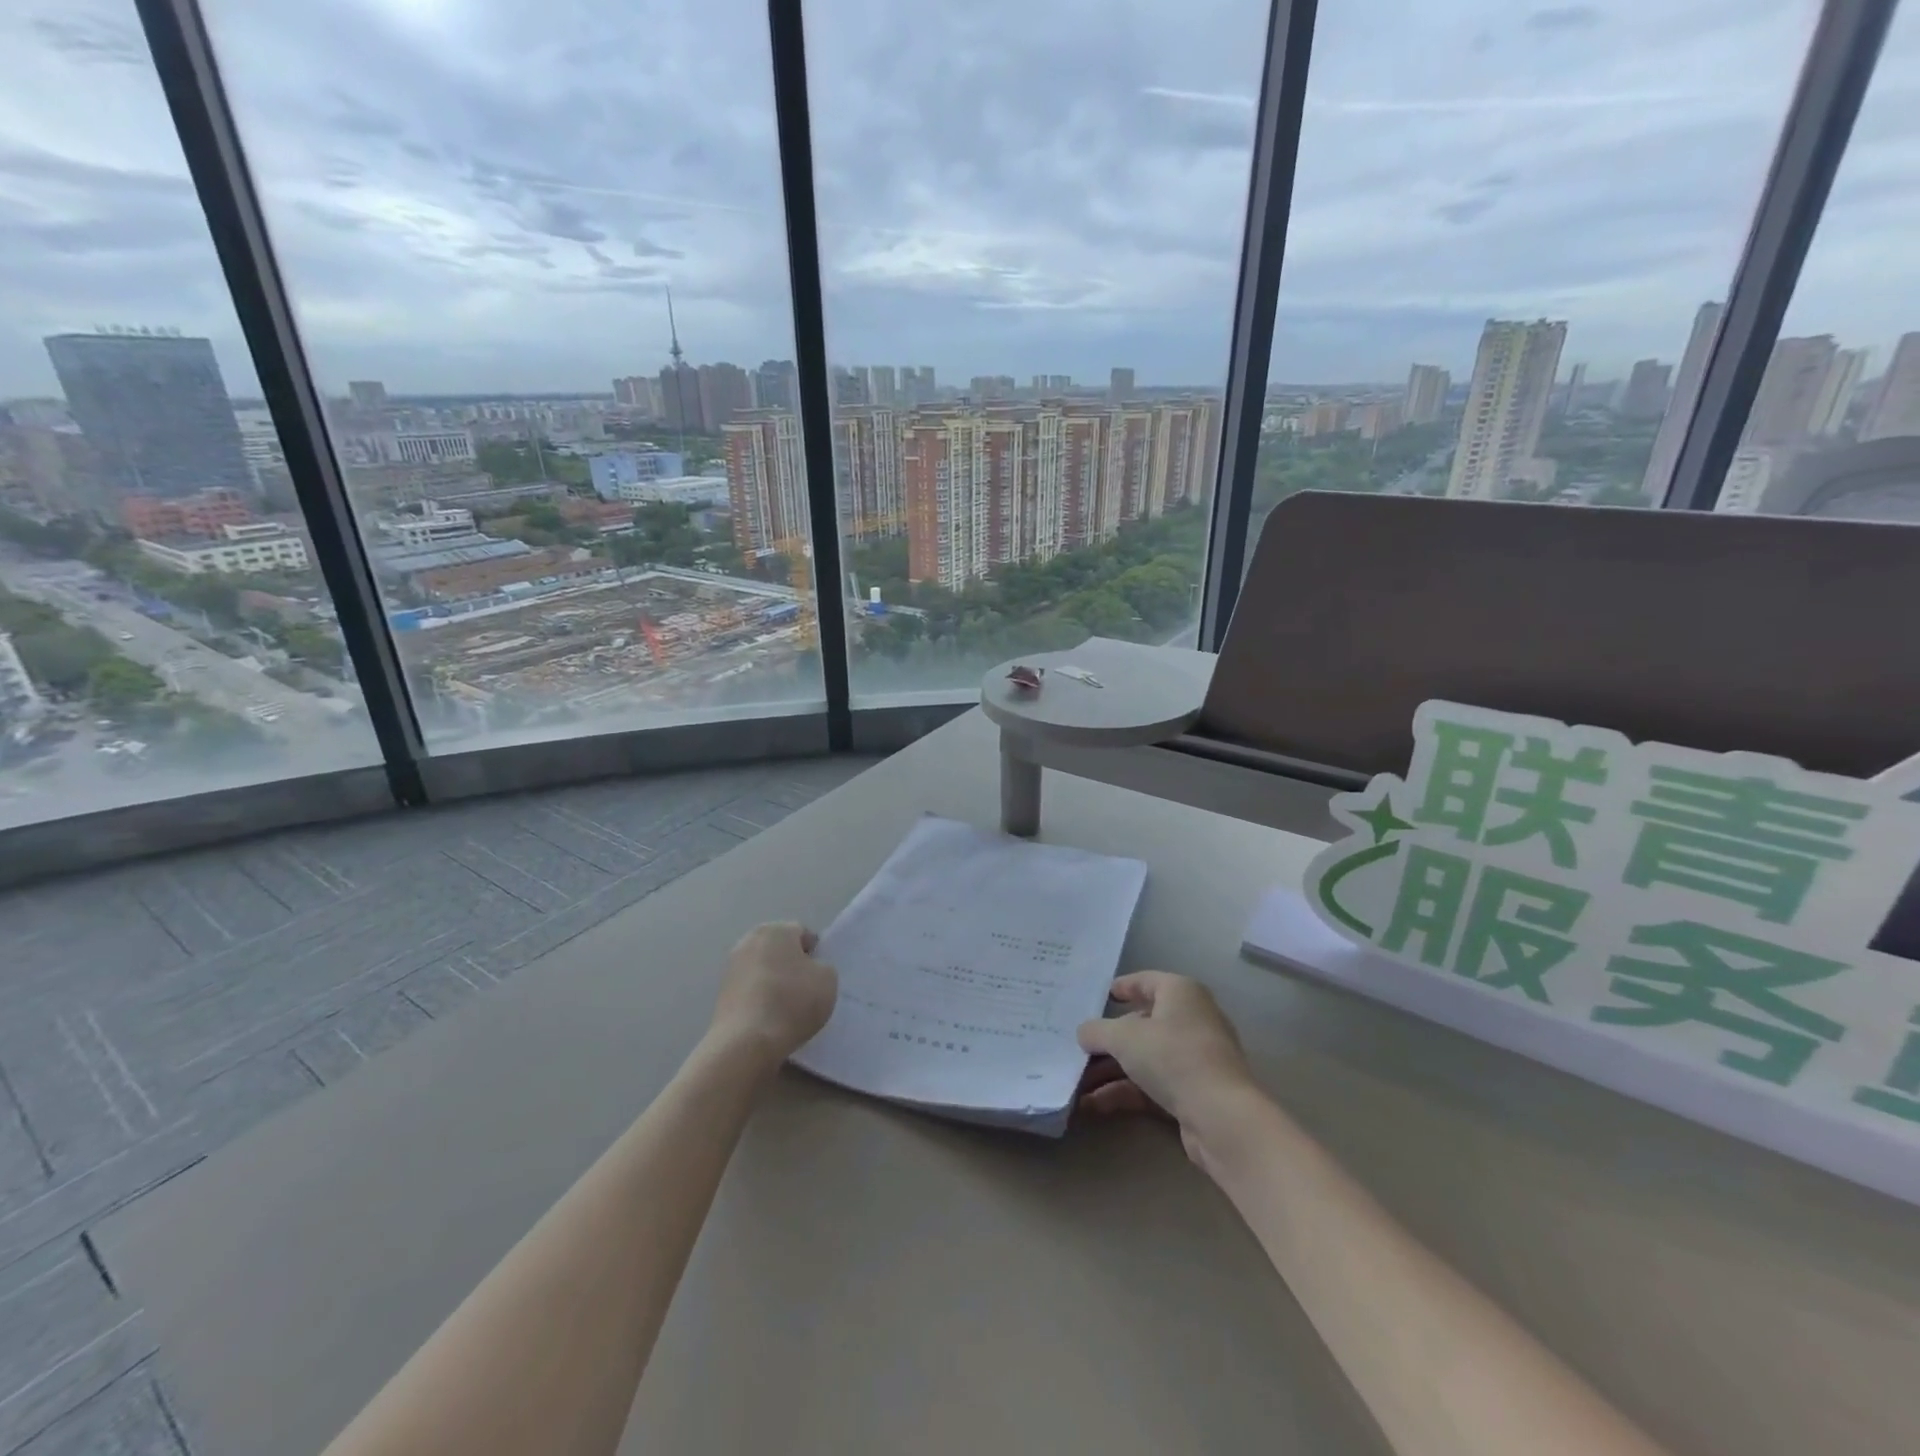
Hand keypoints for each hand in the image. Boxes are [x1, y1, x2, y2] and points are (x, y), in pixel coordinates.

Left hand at [710, 922, 837, 1063]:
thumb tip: (810, 970)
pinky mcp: (721, 993)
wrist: (746, 1042)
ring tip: (787, 1007)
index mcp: (776, 930)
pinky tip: (769, 1018)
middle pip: (780, 949)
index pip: (802, 934)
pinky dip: (760, 998)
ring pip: (764, 969)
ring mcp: (731, 967)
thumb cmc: (792, 1002)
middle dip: (792, 965)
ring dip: (775, 981)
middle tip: (806, 990)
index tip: (819, 977)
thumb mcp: (828, 980)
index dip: (815, 953)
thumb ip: (822, 967)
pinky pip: (751, 989)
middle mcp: (749, 940)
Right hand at [1076, 972, 1261, 1164]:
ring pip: (1145, 1058)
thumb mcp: (1124, 1038)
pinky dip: (1125, 1092)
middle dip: (1108, 1039)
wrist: (1222, 1118)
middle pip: (1142, 1024)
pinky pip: (1152, 1085)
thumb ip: (1098, 1031)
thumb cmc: (1173, 1057)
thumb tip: (1084, 1033)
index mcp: (1181, 993)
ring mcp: (1195, 1059)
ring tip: (1076, 1082)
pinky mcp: (1194, 1093)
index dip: (1122, 987)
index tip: (1099, 996)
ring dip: (1110, 1070)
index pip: (1147, 981)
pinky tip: (1093, 1105)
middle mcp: (1191, 1020)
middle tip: (1078, 1046)